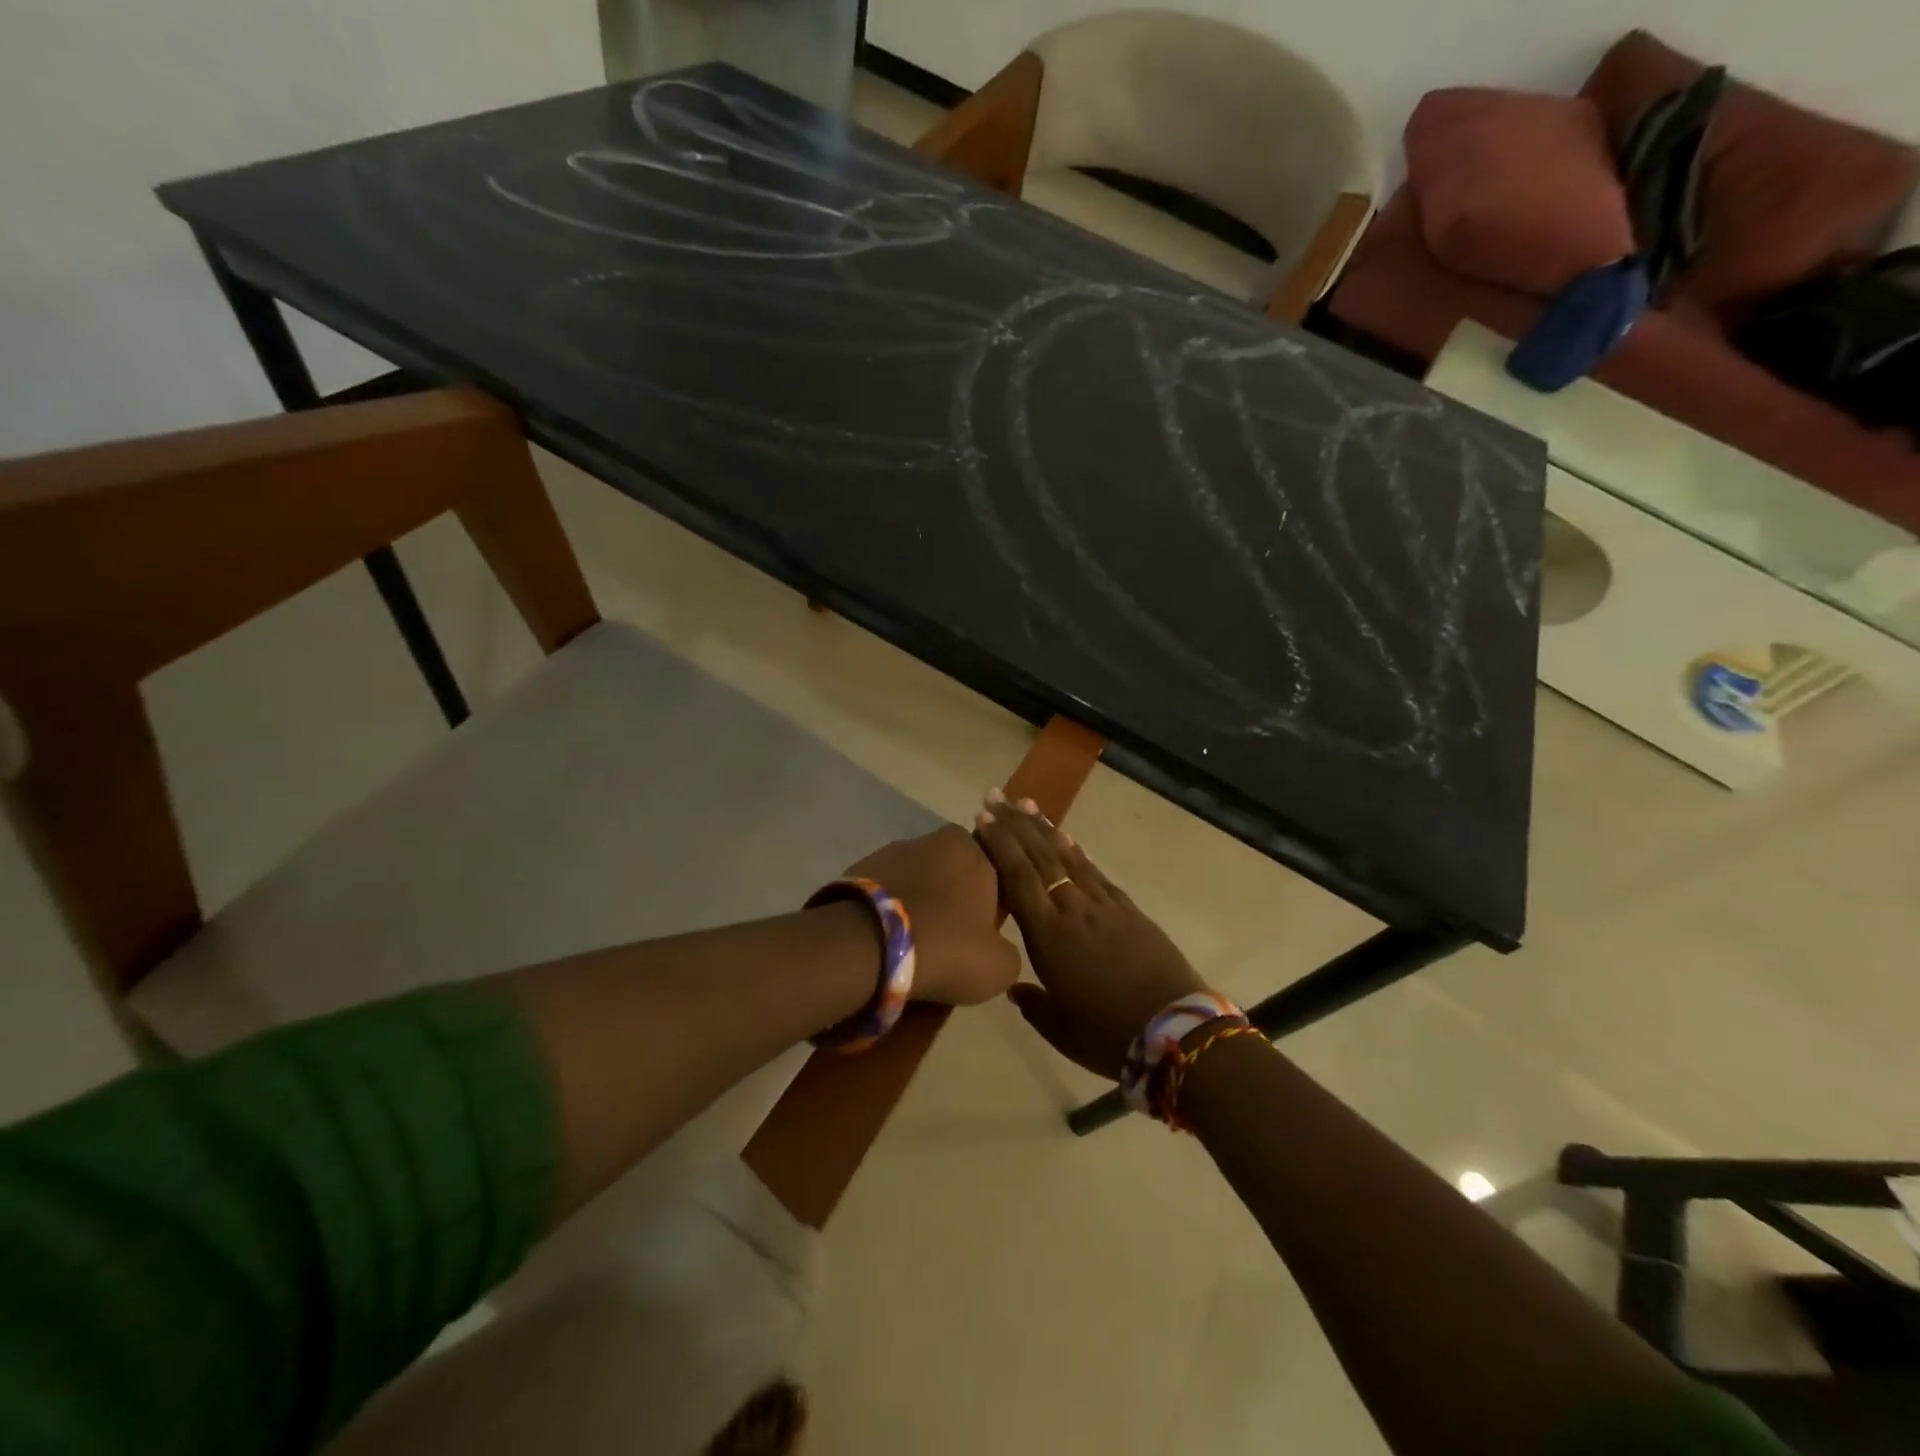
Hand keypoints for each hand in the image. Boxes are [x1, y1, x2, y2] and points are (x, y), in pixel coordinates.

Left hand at [845, 825, 1019, 1006]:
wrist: (867, 944)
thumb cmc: (946, 947)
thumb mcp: (999, 967)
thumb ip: (1008, 950)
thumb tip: (994, 949)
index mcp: (978, 852)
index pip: (997, 871)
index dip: (993, 904)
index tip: (983, 935)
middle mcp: (938, 839)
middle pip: (956, 872)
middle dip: (954, 899)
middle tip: (949, 940)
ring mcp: (895, 849)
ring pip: (919, 879)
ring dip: (920, 902)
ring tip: (913, 944)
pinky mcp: (862, 866)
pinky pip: (887, 890)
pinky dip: (890, 909)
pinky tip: (886, 939)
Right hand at [974, 791, 1208, 1077]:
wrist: (1176, 1031)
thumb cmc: (1109, 1035)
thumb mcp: (1061, 1029)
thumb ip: (1033, 1004)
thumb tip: (1015, 988)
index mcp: (1048, 937)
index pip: (1018, 878)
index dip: (999, 845)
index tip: (983, 818)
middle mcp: (1072, 910)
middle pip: (1040, 857)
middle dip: (1015, 824)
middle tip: (996, 796)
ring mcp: (1104, 906)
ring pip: (1068, 857)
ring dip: (1045, 829)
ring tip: (1027, 804)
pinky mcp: (1129, 910)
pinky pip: (1096, 873)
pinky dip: (1079, 852)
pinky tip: (1069, 839)